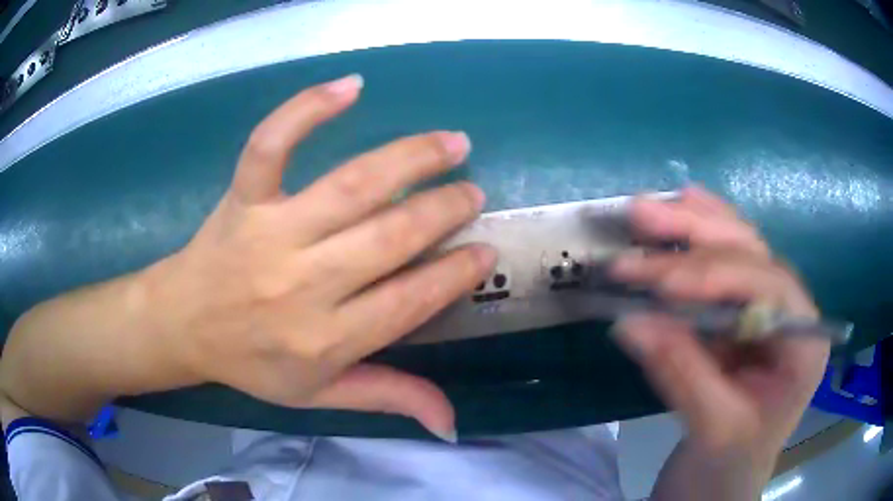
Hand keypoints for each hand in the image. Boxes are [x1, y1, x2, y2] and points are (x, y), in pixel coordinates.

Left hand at [146, 75, 494, 438]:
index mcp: (324, 340)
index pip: (409, 302)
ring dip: (410, 159)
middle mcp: (302, 284)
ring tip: (452, 143)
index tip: (485, 251)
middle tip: (473, 193)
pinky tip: (351, 86)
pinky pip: (272, 145)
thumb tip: (451, 424)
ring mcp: (269, 233)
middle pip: (389, 238)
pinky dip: (307, 109)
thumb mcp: (319, 396)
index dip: (455, 275)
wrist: (182, 325)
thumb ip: (388, 397)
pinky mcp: (242, 198)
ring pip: (350, 186)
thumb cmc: (251, 362)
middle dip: (443, 211)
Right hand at [609, 187, 829, 463]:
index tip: (657, 280)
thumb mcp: (713, 430)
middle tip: (640, 216)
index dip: (713, 275)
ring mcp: (768, 308)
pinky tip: (685, 205)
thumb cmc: (730, 465)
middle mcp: (792, 312)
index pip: (767, 286)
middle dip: (697, 234)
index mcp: (804, 341)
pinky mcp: (742, 313)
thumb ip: (682, 374)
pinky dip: (699, 236)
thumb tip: (630, 321)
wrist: (724, 481)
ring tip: (648, 209)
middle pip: (751, 253)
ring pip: (737, 247)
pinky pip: (723, 263)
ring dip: (692, 224)